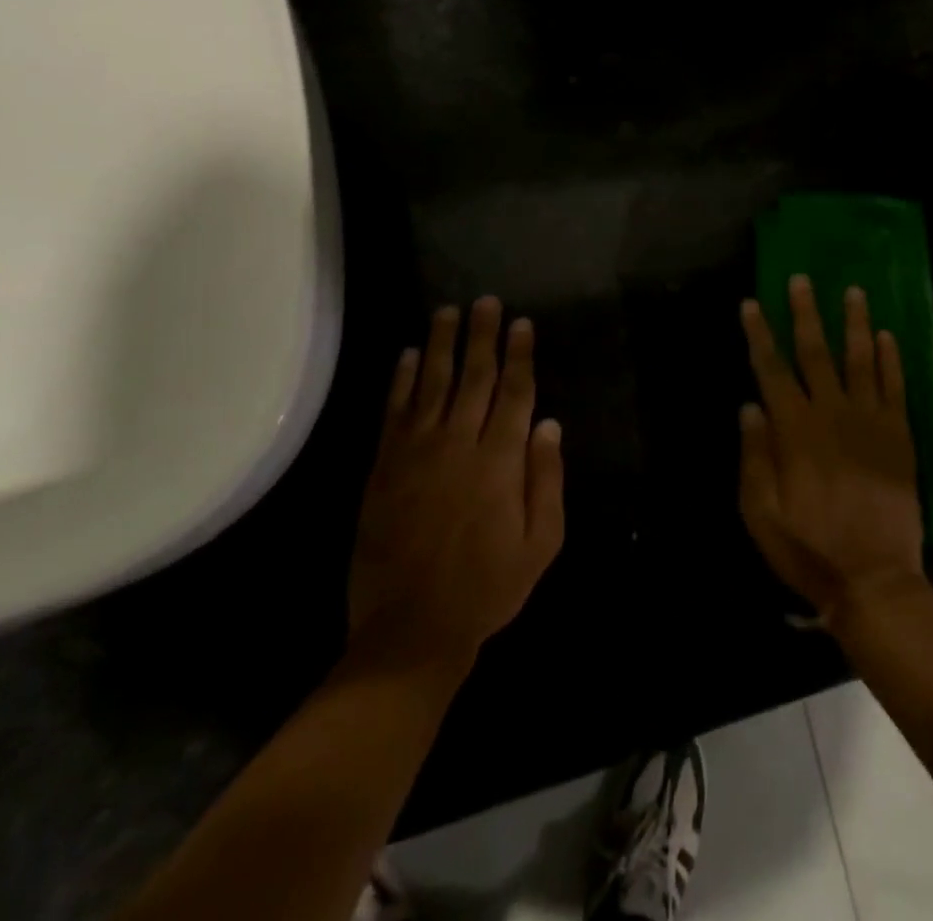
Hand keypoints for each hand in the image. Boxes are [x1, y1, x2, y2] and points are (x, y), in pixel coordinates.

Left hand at [348, 298, 564, 676]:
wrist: (411, 630)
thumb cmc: (488, 587)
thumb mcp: (541, 542)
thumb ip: (547, 479)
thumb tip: (549, 424)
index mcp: (500, 461)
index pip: (514, 392)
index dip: (520, 355)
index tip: (521, 323)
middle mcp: (458, 445)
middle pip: (474, 377)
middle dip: (482, 336)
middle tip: (485, 302)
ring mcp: (416, 454)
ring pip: (431, 384)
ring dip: (440, 345)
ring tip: (447, 312)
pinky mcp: (384, 468)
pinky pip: (393, 412)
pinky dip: (400, 380)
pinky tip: (406, 355)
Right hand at [739, 275, 926, 630]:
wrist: (873, 578)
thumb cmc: (807, 547)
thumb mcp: (760, 512)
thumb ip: (754, 455)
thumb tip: (749, 405)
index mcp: (794, 430)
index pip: (771, 369)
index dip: (760, 335)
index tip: (752, 304)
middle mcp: (832, 413)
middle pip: (815, 352)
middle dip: (805, 313)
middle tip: (801, 279)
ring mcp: (870, 421)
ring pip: (859, 359)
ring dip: (853, 323)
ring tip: (852, 291)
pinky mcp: (899, 435)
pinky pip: (894, 387)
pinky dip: (890, 359)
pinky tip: (886, 336)